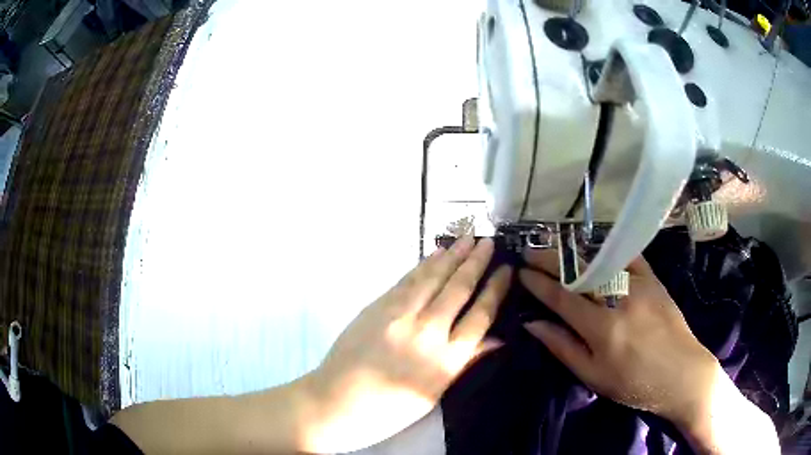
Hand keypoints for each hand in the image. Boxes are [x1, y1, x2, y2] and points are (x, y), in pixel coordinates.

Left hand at [301, 236, 510, 452]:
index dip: (495, 289)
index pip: (480, 316)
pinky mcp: (377, 307)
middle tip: (489, 241)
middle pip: (458, 289)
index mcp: (446, 360)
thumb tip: (497, 339)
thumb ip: (464, 362)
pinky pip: (406, 281)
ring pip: (432, 278)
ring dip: (452, 256)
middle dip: (476, 262)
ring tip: (467, 238)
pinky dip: (423, 265)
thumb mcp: (433, 394)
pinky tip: (435, 254)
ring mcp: (399, 316)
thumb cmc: (388, 410)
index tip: (506, 270)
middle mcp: (427, 332)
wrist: (335, 402)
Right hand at [518, 250, 719, 427]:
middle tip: (530, 250)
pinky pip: (628, 255)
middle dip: (550, 259)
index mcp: (602, 328)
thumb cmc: (634, 384)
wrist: (681, 373)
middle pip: (579, 272)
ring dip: (573, 250)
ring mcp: (639, 284)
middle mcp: (619, 299)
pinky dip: (609, 248)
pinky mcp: (654, 279)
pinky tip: (595, 244)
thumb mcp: (594, 376)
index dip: (539, 283)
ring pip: (601, 259)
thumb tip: (533, 324)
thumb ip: (563, 347)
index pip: (562, 298)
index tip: (521, 272)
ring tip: (554, 246)